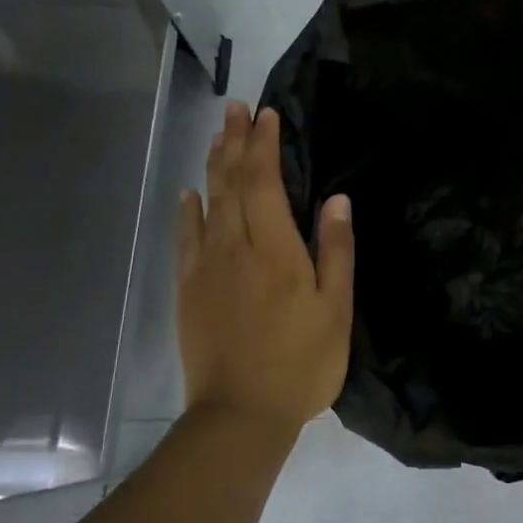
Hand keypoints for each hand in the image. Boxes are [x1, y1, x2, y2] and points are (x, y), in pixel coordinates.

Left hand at [177, 101, 353, 437]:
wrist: (240, 414)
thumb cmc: (301, 364)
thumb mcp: (335, 310)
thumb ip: (336, 251)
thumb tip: (336, 199)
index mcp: (275, 250)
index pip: (265, 183)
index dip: (266, 146)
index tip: (268, 115)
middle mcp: (235, 248)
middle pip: (231, 184)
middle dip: (235, 142)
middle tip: (236, 108)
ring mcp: (206, 268)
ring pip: (208, 204)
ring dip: (213, 165)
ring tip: (218, 135)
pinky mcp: (189, 290)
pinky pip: (186, 239)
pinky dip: (188, 211)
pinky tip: (189, 194)